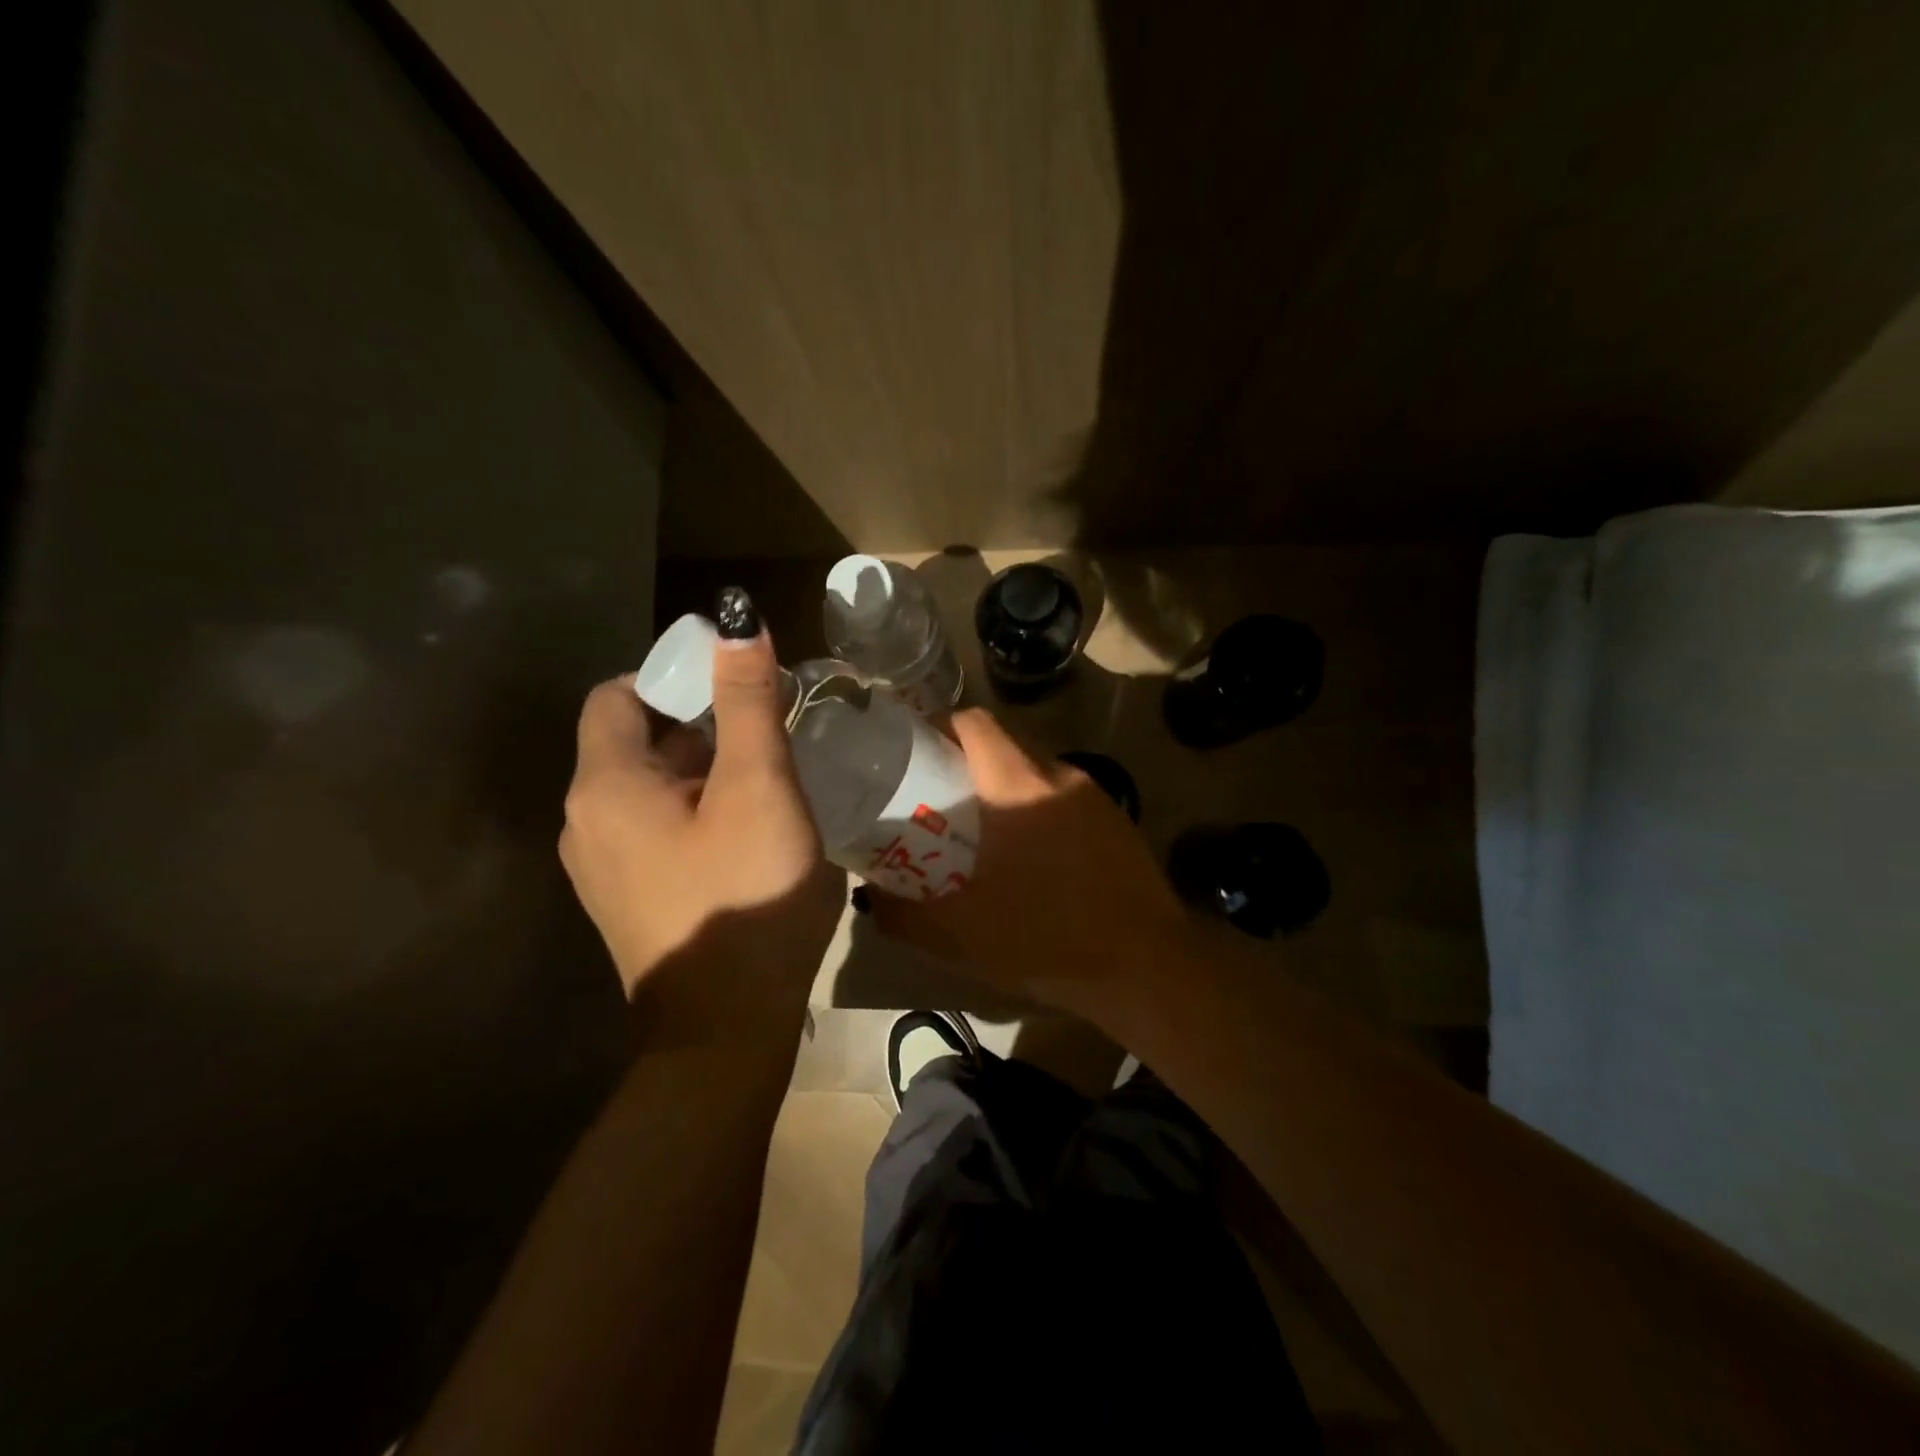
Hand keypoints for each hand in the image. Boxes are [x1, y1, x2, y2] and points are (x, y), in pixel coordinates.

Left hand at [560, 594, 842, 1018]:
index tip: (736, 689)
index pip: (618, 695)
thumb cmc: (746, 895)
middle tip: (767, 737)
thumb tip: (739, 623)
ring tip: (767, 785)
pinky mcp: (629, 901)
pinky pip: (657, 832)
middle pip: (636, 743)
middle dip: (701, 728)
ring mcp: (603, 870)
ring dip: (704, 773)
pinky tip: (747, 836)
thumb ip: (747, 703)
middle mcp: (587, 823)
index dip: (674, 677)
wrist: (725, 1031)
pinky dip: (696, 814)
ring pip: (651, 791)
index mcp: (605, 787)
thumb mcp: (759, 787)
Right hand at [867, 709, 1186, 1022]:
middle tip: (937, 796)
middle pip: (1004, 742)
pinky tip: (1031, 855)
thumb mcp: (959, 936)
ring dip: (1003, 785)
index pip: (973, 723)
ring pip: (1035, 769)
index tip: (912, 753)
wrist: (1147, 968)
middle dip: (966, 760)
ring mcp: (1095, 797)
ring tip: (981, 827)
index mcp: (1018, 786)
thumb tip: (872, 899)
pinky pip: (1063, 796)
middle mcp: (1058, 776)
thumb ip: (904, 914)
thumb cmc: (1047, 940)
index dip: (937, 726)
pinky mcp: (1117, 821)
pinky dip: (1037, 807)